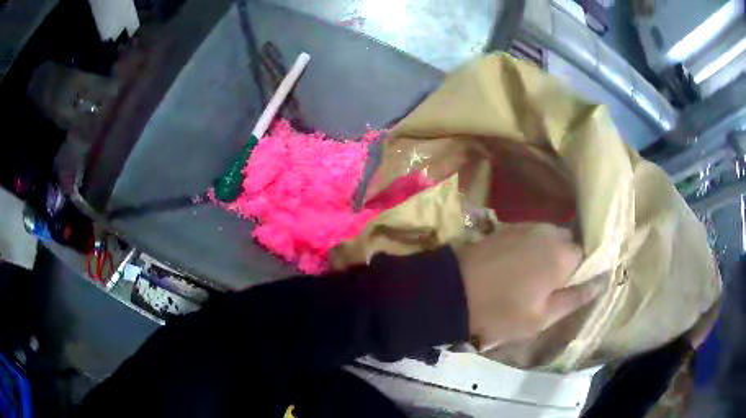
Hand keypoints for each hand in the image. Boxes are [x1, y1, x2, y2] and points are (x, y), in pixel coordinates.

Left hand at [455, 223, 603, 349]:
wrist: (452, 292)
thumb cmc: (501, 312)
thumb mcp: (542, 317)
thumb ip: (575, 298)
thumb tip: (602, 282)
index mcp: (562, 255)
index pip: (586, 256)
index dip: (581, 273)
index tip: (569, 288)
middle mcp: (548, 233)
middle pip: (569, 243)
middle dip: (566, 261)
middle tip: (551, 286)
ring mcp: (526, 226)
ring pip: (550, 238)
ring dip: (549, 254)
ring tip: (534, 278)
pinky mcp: (507, 228)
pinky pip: (532, 235)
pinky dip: (533, 248)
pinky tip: (519, 266)